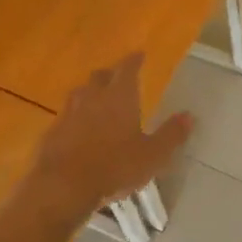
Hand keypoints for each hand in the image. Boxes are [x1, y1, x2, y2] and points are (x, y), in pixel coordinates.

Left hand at [31, 54, 192, 212]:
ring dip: (90, 93)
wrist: (62, 187)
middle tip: (119, 79)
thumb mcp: (153, 155)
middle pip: (100, 76)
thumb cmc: (115, 166)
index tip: (139, 55)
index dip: (134, 60)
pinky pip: (66, 117)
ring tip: (98, 101)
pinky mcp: (52, 133)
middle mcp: (92, 97)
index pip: (127, 68)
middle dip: (110, 75)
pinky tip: (79, 130)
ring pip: (80, 94)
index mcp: (119, 97)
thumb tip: (189, 115)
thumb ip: (171, 134)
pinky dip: (75, 118)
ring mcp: (68, 114)